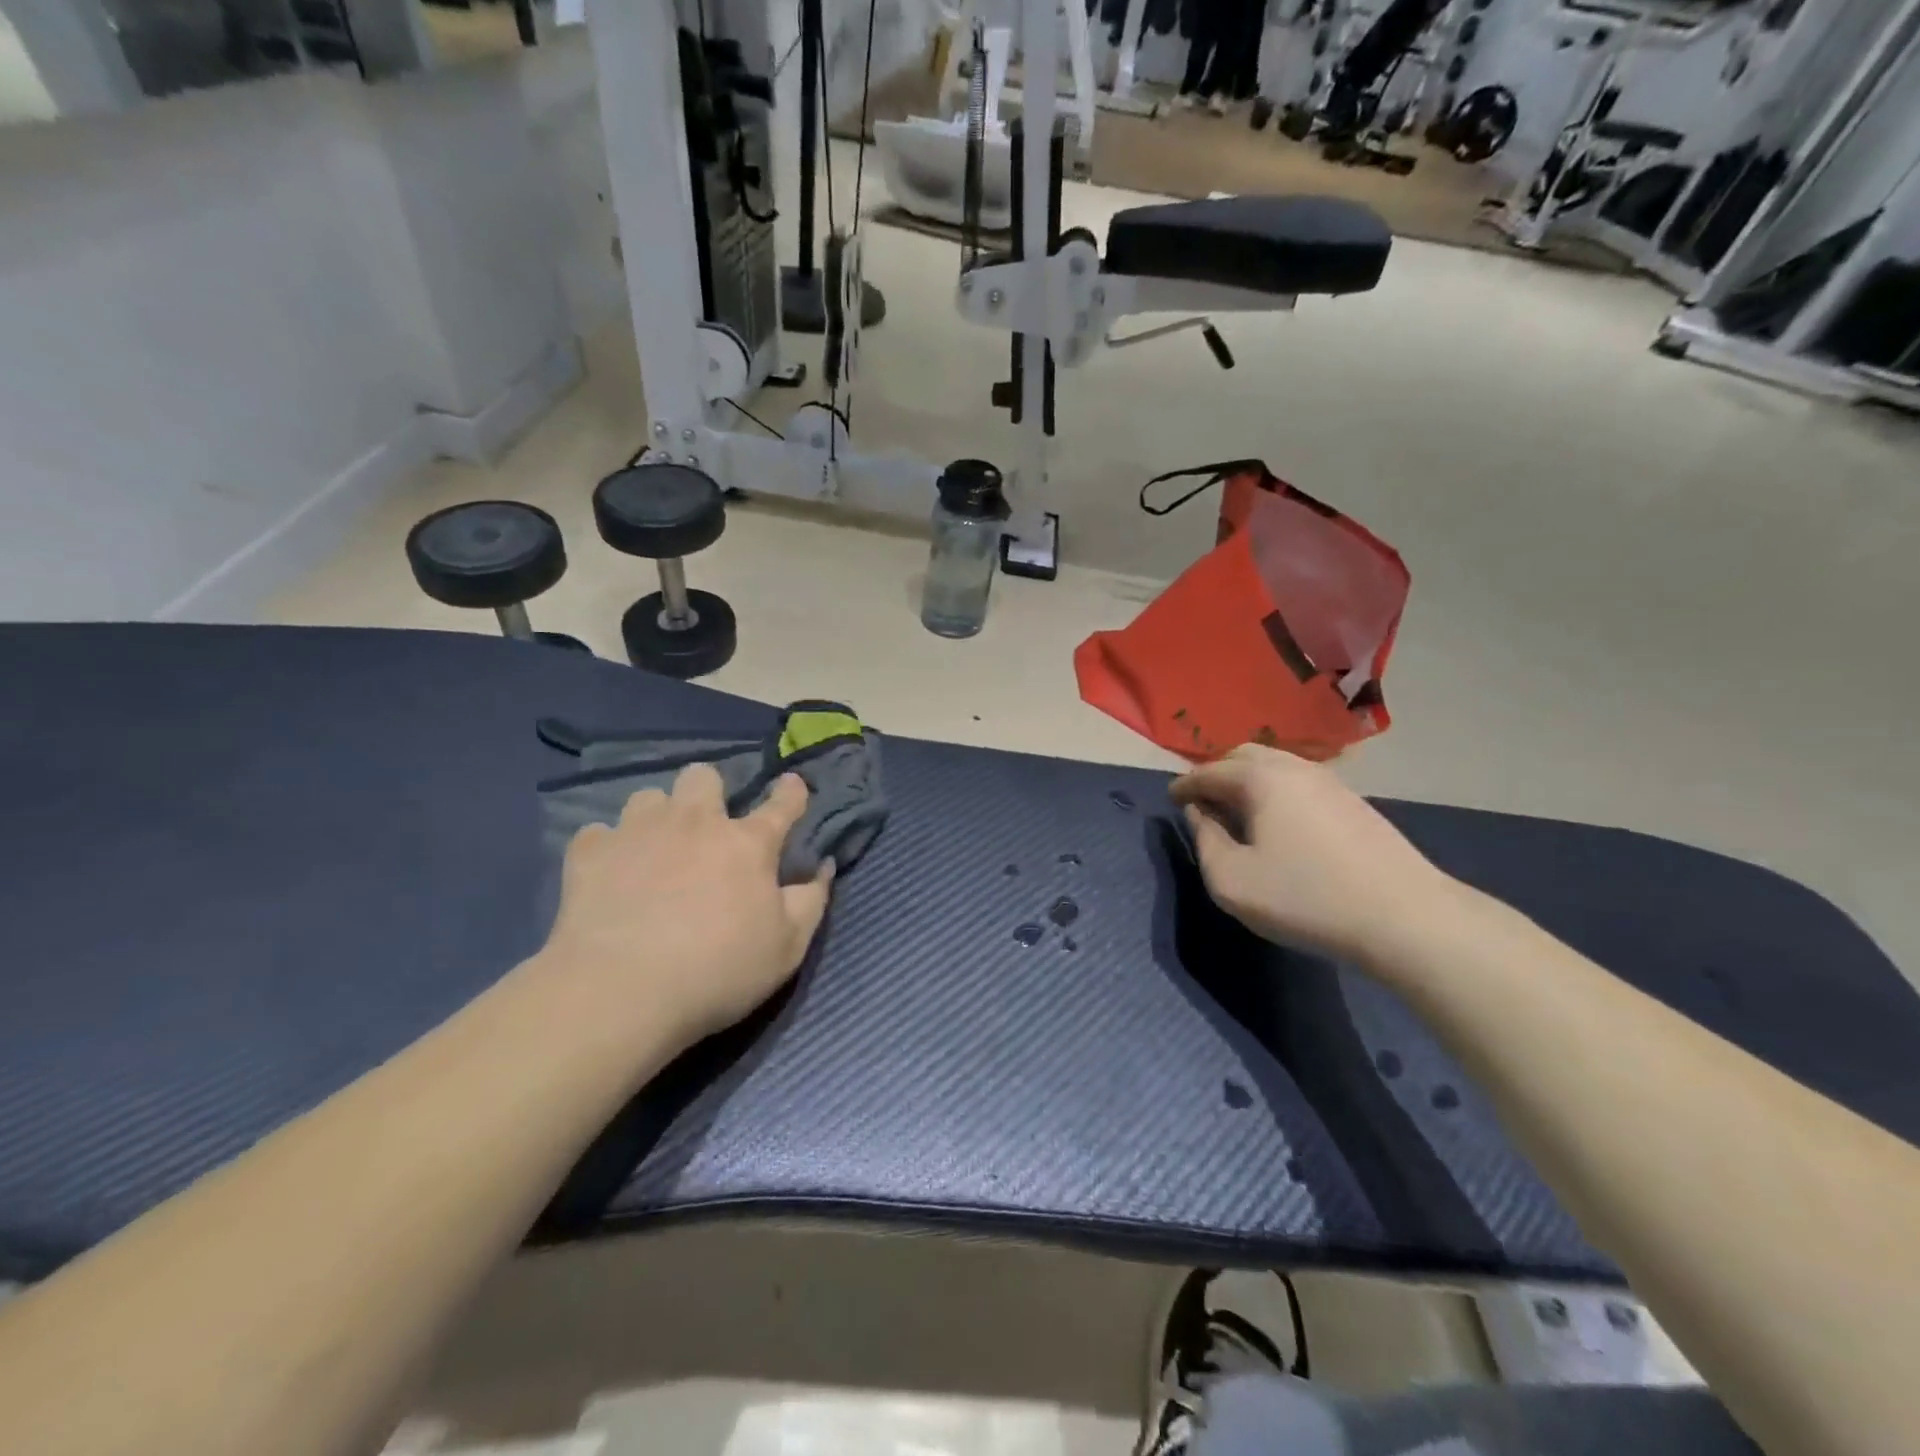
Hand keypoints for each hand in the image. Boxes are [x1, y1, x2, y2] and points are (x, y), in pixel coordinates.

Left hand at [541, 764, 833, 1045]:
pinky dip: (608, 849)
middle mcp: (695, 822)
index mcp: (748, 843)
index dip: (791, 791)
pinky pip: (599, 834)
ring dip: (657, 817)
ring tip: (654, 850)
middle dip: (709, 792)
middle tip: (707, 828)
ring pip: (648, 797)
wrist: (621, 992)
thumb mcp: (787, 947)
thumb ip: (811, 900)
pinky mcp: (590, 853)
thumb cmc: (718, 971)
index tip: (791, 786)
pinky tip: (610, 875)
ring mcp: (638, 832)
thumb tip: (823, 866)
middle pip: (703, 776)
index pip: (782, 802)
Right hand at [1169, 745, 1457, 963]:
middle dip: (1216, 773)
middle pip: (1243, 756)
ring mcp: (1330, 782)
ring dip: (1248, 781)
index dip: (1184, 785)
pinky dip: (1275, 791)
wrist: (1405, 917)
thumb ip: (1205, 842)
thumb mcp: (1232, 881)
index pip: (1209, 772)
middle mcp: (1294, 767)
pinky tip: (1278, 821)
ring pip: (1276, 766)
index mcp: (1260, 778)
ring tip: (1236, 811)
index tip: (1170, 799)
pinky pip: (1299, 782)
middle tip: (1202, 801)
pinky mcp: (1353, 802)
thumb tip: (1200, 815)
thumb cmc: (1306, 897)